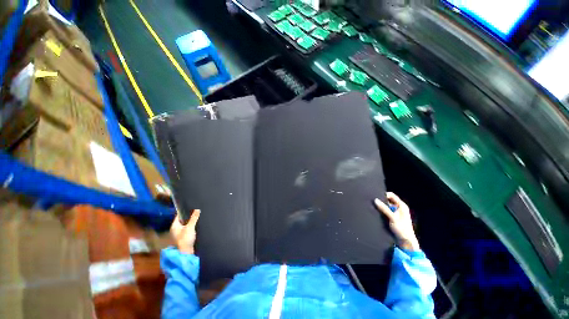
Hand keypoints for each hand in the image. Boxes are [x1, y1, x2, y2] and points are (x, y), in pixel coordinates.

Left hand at [170, 210, 200, 253]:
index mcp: (174, 226)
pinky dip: (192, 226)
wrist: (186, 252)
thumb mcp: (190, 227)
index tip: (191, 207)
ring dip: (191, 221)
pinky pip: (188, 228)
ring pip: (186, 224)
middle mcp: (176, 229)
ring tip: (198, 216)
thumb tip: (197, 209)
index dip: (184, 211)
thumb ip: (194, 218)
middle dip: (189, 216)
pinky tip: (197, 224)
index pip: (178, 215)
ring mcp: (180, 233)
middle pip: (182, 220)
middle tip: (196, 211)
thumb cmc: (185, 239)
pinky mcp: (184, 236)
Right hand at [374, 193, 419, 251]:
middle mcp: (399, 207)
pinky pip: (386, 211)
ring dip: (381, 206)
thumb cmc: (402, 228)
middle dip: (381, 201)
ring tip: (374, 207)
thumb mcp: (392, 217)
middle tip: (373, 202)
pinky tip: (376, 212)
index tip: (376, 197)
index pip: (391, 195)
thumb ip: (384, 208)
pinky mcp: (393, 217)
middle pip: (388, 200)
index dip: (384, 195)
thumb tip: (375, 200)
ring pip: (386, 206)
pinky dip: (382, 211)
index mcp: (402, 205)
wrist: (406, 241)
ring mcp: (396, 212)